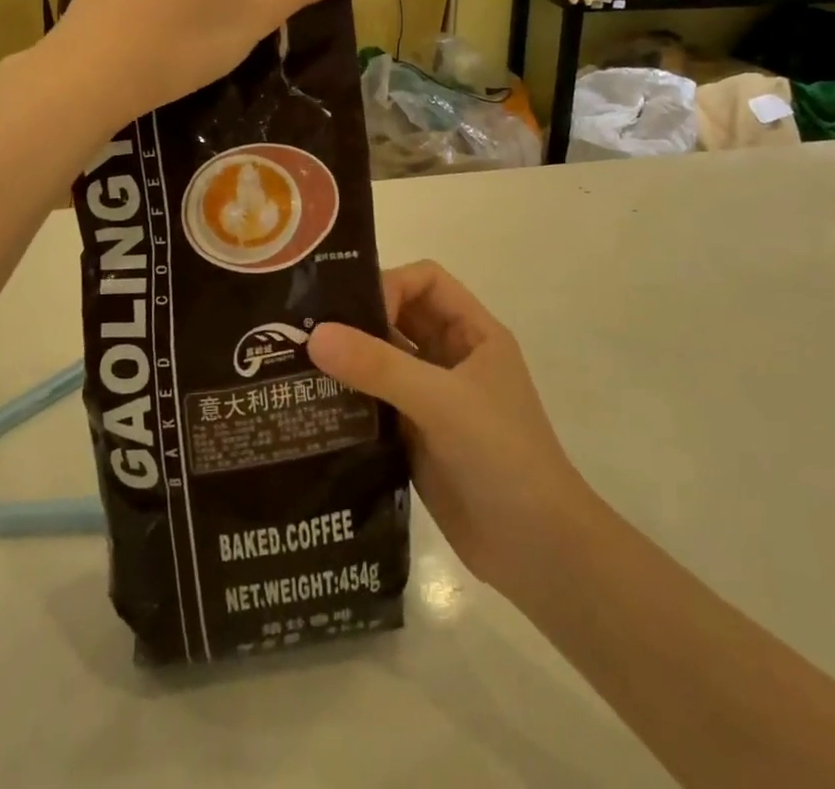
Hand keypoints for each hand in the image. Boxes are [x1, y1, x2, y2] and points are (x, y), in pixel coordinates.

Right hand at [307, 262, 592, 597]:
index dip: (390, 285)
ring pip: (383, 362)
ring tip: (296, 366)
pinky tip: (314, 408)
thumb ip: (380, 366)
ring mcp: (433, 399)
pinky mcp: (416, 437)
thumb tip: (315, 334)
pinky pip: (376, 404)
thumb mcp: (442, 402)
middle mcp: (452, 358)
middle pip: (399, 318)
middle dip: (358, 319)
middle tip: (303, 329)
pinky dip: (349, 401)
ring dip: (349, 362)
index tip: (351, 313)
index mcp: (473, 333)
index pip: (426, 281)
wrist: (538, 552)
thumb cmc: (503, 456)